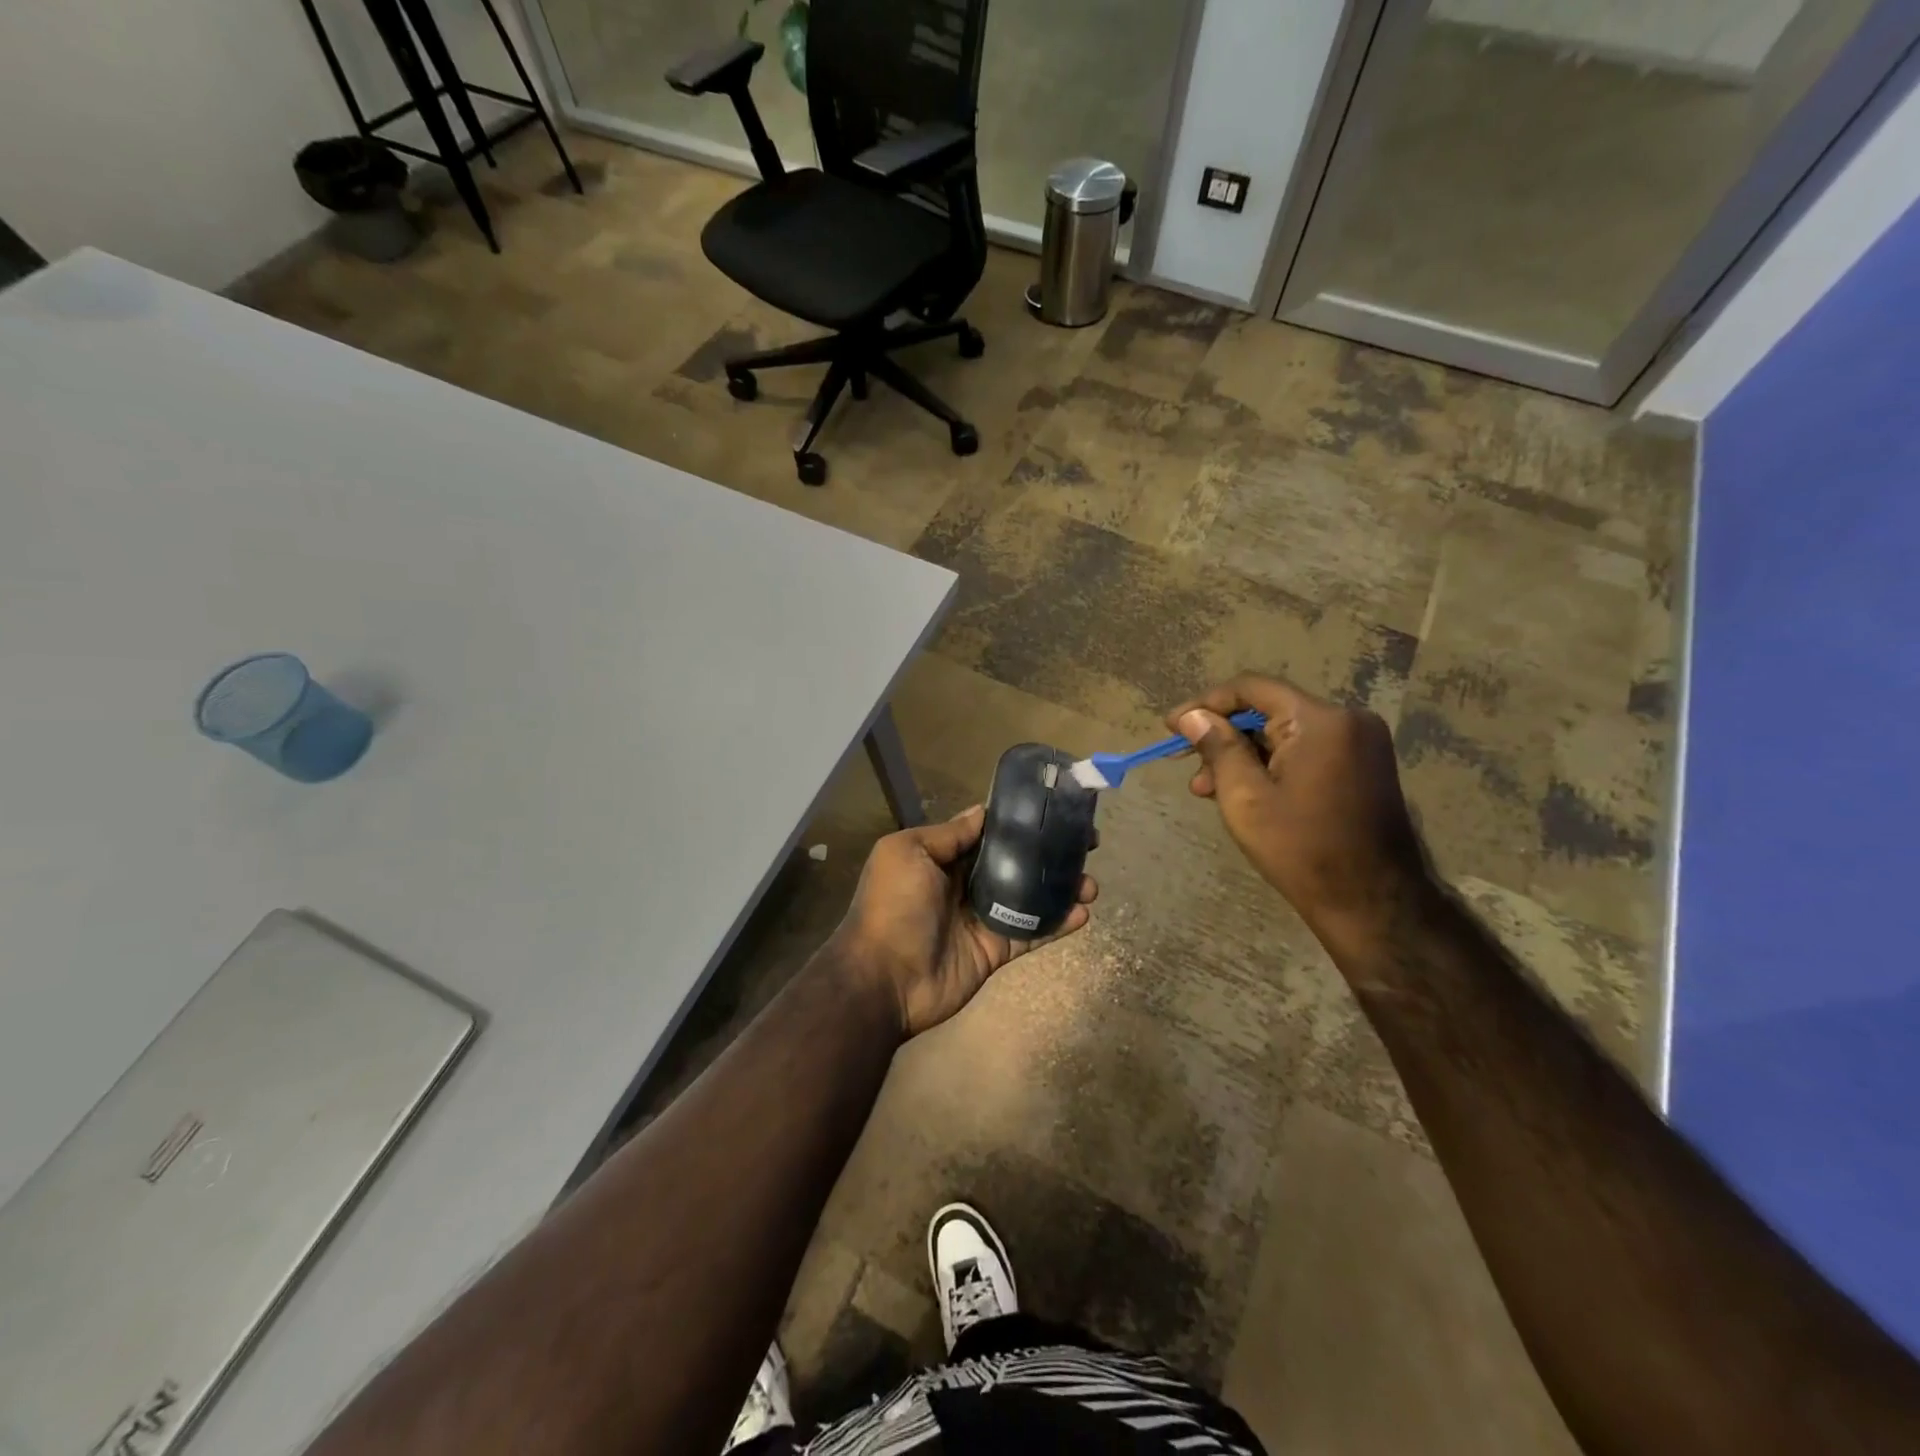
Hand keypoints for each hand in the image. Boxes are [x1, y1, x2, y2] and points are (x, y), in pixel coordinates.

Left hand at [832, 804, 1096, 1037]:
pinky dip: (1058, 924)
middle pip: (1016, 862)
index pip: (989, 834)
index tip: (1055, 810)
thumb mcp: (908, 853)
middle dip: (1049, 852)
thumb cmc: (893, 906)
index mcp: (943, 858)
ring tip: (1091, 882)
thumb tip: (982, 811)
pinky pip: (1031, 933)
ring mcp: (983, 918)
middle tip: (1087, 843)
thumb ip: (948, 834)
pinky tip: (1083, 913)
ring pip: (1030, 897)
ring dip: (1061, 887)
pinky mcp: (996, 950)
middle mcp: (965, 884)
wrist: (883, 979)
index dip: (1021, 823)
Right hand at [1167, 674, 1428, 941]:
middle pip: (1269, 710)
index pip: (1251, 688)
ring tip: (1208, 790)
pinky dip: (1272, 764)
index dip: (1206, 704)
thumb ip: (1217, 748)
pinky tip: (1245, 791)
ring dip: (1244, 755)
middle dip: (1223, 736)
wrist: (1372, 903)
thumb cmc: (1301, 849)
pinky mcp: (1363, 765)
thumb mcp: (1245, 797)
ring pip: (1285, 733)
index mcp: (1321, 721)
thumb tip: (1192, 716)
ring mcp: (1361, 742)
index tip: (1172, 726)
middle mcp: (1348, 719)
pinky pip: (1305, 750)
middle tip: (1190, 767)